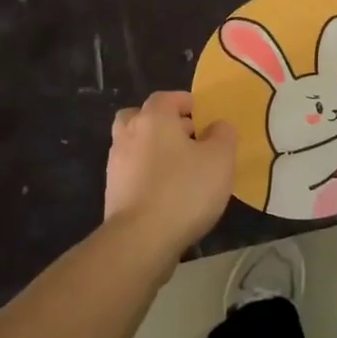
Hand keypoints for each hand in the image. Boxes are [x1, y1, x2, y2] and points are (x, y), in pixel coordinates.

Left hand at [104, 91, 235, 253]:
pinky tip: (167, 191)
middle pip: (140, 117)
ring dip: (153, 149)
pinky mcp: (113, 192)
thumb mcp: (220, 159)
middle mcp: (129, 135)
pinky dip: (146, 174)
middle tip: (186, 136)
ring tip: (180, 166)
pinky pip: (132, 172)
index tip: (200, 112)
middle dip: (162, 122)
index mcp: (153, 119)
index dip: (184, 101)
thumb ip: (223, 135)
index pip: (165, 97)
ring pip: (133, 145)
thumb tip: (218, 126)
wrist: (141, 239)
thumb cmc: (185, 189)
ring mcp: (116, 165)